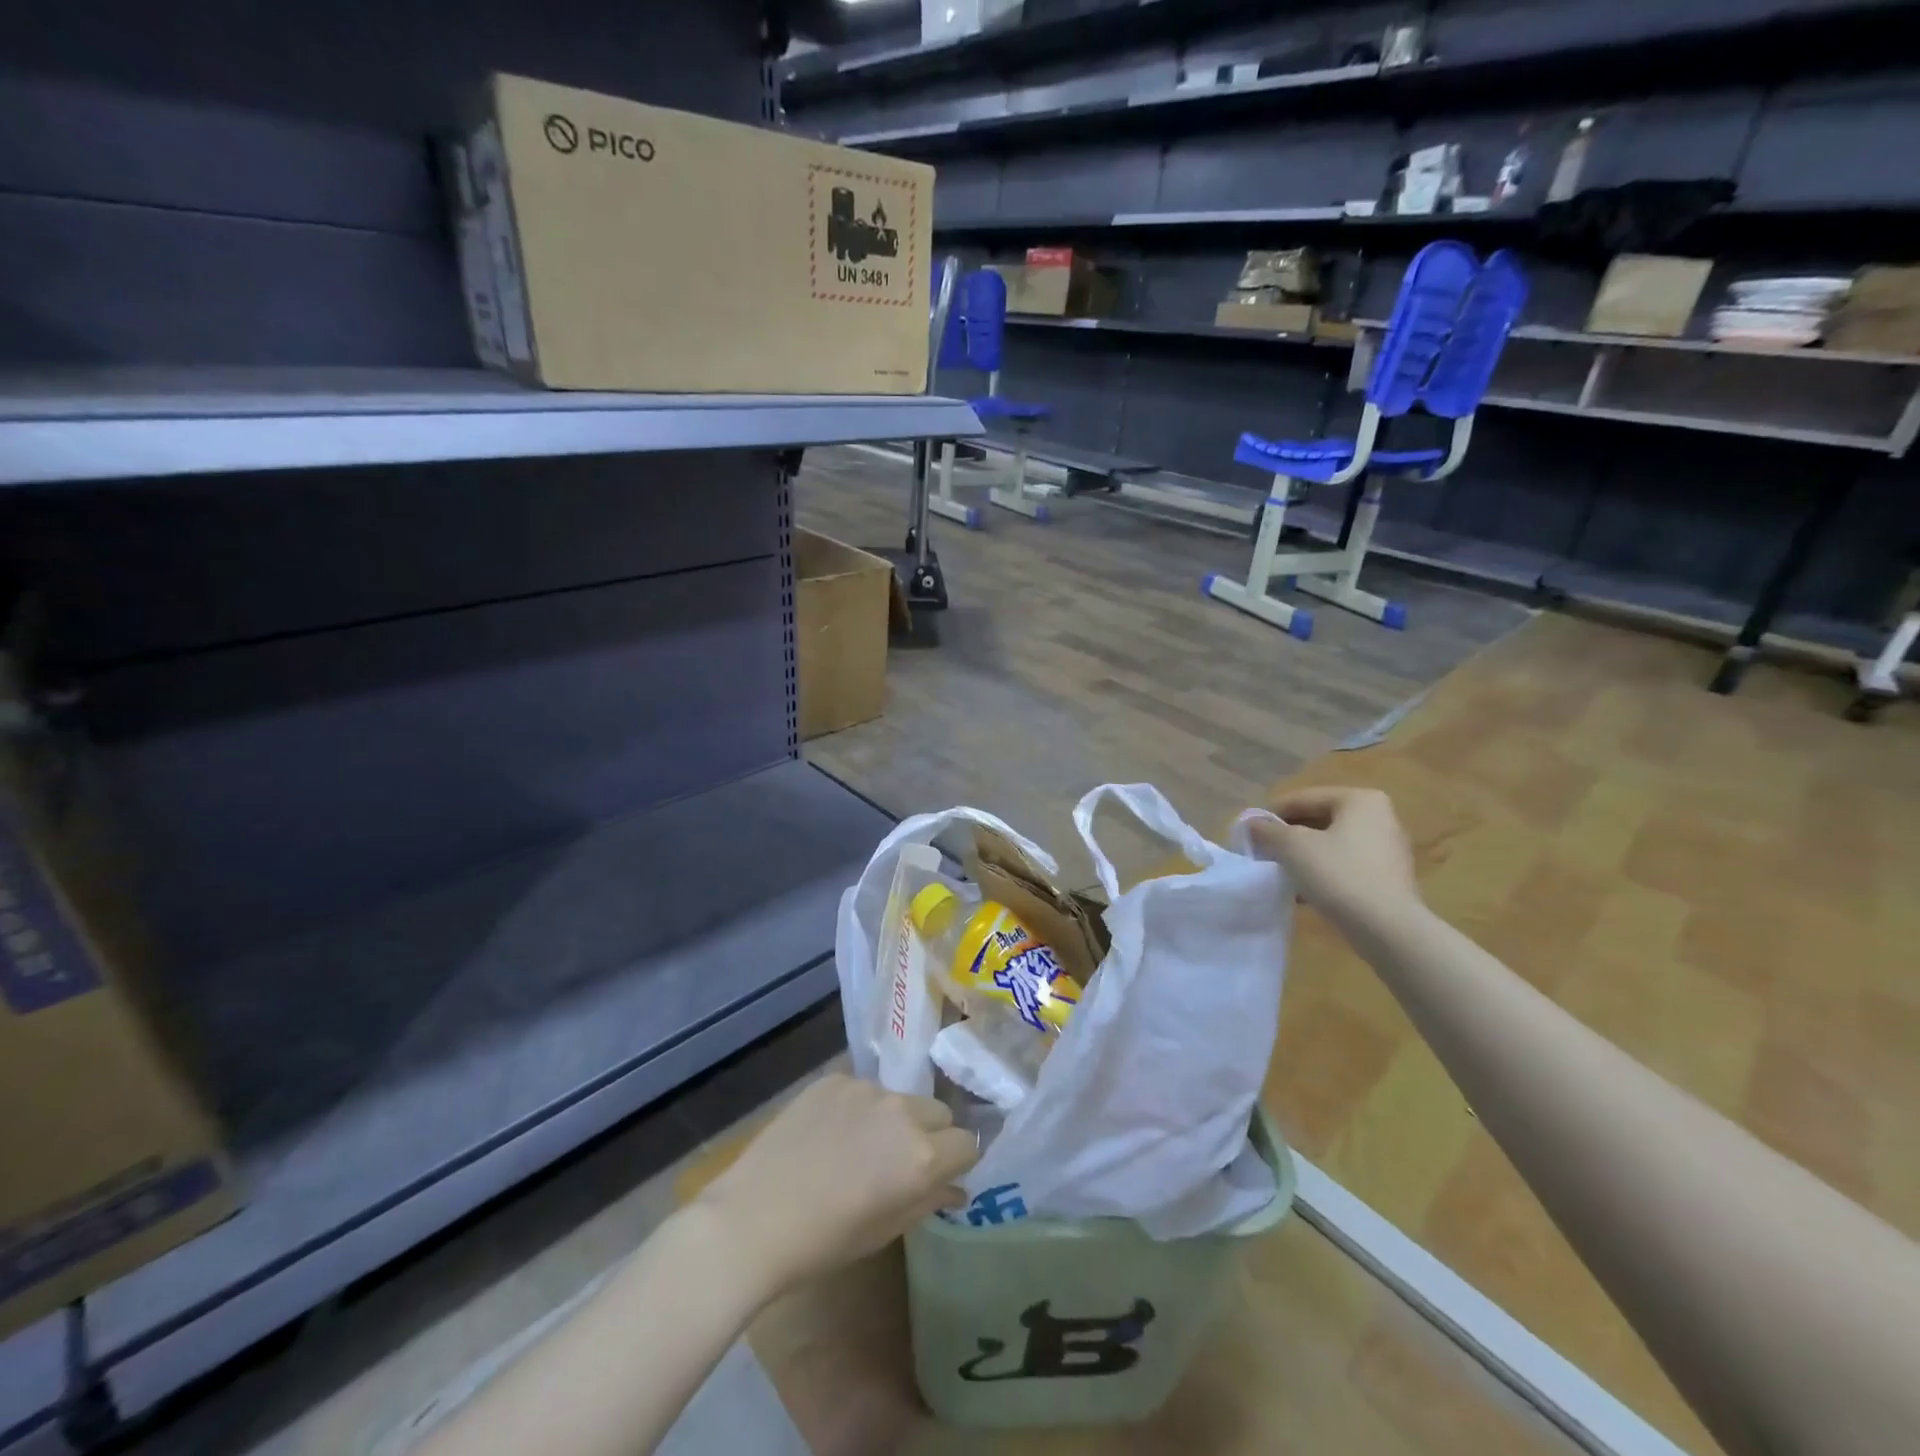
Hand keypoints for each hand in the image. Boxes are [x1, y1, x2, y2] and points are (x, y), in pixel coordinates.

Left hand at [693, 1073, 977, 1297]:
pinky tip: (829, 1134)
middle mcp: (902, 1112)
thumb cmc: (824, 1241)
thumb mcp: (884, 1231)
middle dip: (931, 1134)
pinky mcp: (835, 1079)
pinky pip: (862, 1089)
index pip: (968, 1143)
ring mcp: (867, 1089)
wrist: (754, 1218)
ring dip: (892, 1119)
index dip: (957, 1160)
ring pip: (900, 1099)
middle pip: (939, 1112)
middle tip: (900, 1161)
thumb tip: (956, 1189)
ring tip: (858, 1147)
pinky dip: (857, 1108)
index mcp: (922, 1156)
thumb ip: (927, 1202)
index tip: (941, 1173)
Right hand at [1248, 787, 1421, 935]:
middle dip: (1287, 836)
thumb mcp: (1292, 846)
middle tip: (1261, 852)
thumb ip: (1268, 830)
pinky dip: (1321, 872)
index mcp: (1360, 799)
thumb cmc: (1339, 875)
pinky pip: (1345, 865)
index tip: (1249, 832)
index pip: (1303, 798)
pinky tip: (1301, 891)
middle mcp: (1379, 817)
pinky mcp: (1388, 878)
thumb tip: (1253, 824)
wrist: (1387, 929)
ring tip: (1278, 872)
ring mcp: (1387, 849)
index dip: (1271, 814)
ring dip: (1302, 856)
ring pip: (1331, 844)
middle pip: (1319, 820)